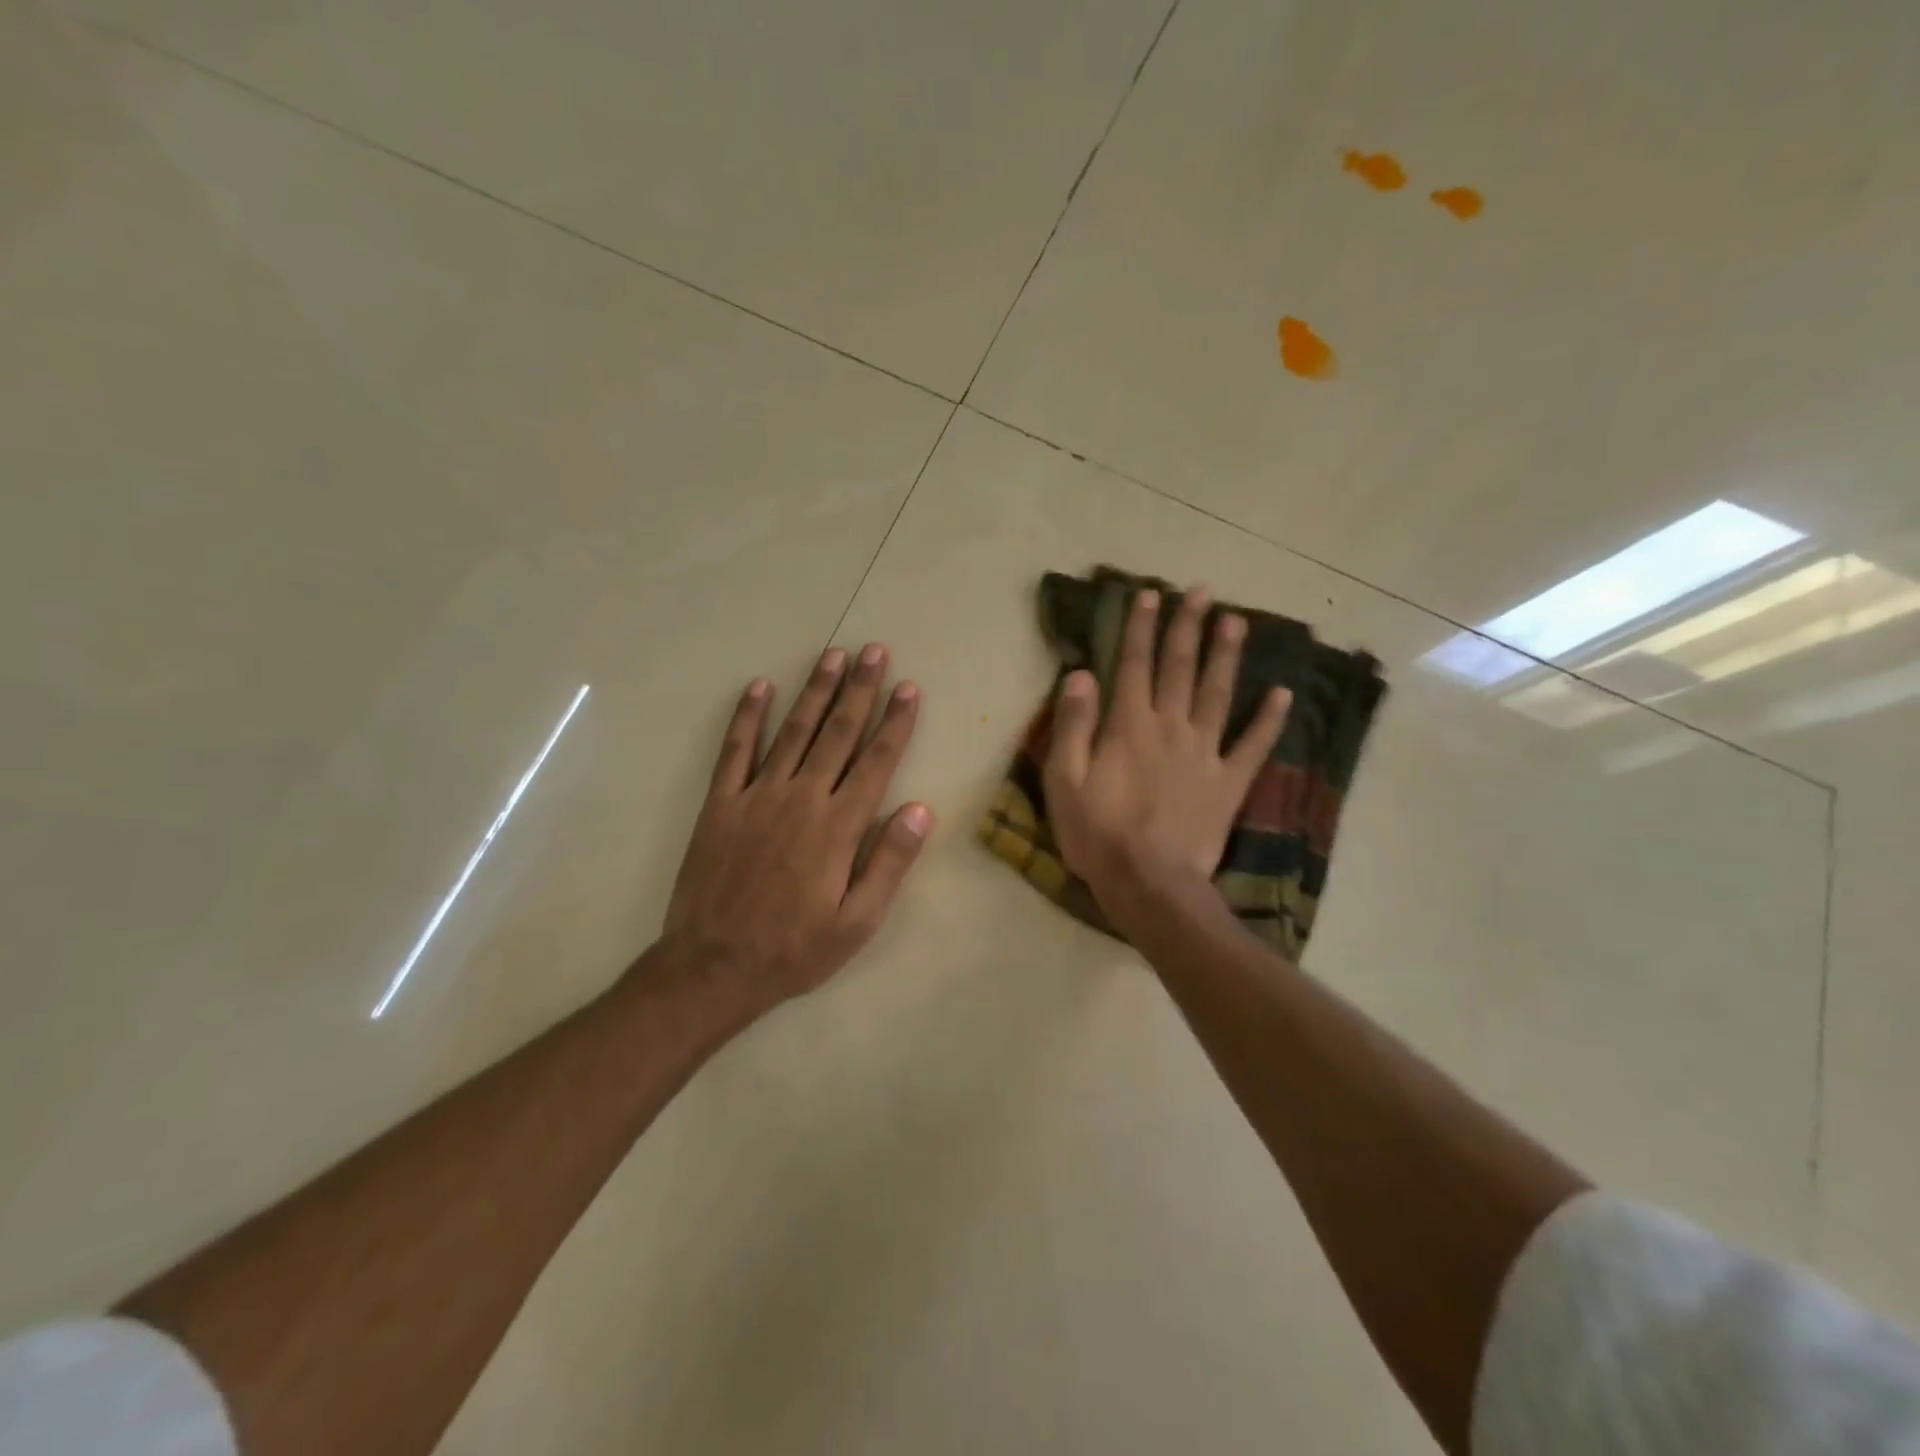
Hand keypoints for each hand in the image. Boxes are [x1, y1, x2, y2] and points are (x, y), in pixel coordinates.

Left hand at [660, 644, 932, 1013]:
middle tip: (874, 651)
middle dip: (859, 690)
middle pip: (837, 734)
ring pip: (794, 732)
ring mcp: (757, 796)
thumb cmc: (794, 949)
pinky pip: (735, 751)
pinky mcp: (721, 804)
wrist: (713, 967)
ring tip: (833, 656)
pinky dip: (747, 717)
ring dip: (815, 691)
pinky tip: (759, 686)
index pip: (876, 762)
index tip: (909, 689)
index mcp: (839, 827)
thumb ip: (890, 863)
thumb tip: (921, 809)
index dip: (895, 723)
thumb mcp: (857, 923)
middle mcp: (801, 799)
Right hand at [1043, 586, 1289, 916]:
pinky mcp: (1229, 783)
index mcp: (1129, 726)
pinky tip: (1284, 694)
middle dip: (1188, 627)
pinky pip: (1253, 745)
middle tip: (1202, 591)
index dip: (1141, 627)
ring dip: (1227, 656)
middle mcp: (1171, 727)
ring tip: (1237, 621)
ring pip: (1219, 694)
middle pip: (1180, 668)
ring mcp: (1205, 753)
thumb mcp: (1064, 781)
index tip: (1150, 594)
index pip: (1134, 664)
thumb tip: (1081, 674)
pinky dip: (1270, 720)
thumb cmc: (1098, 834)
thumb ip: (1074, 725)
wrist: (1150, 884)